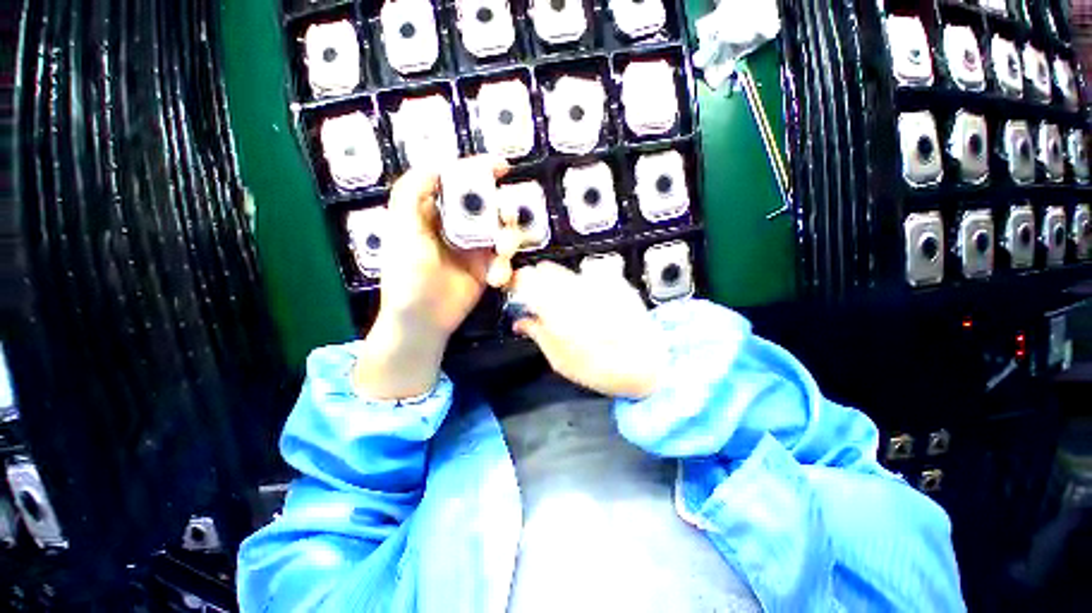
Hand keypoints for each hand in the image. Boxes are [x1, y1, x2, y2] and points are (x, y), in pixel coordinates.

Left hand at [378, 156, 514, 337]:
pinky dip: (505, 266)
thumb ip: (411, 195)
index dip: (479, 170)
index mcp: (434, 214)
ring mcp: (475, 249)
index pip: (458, 183)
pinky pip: (504, 259)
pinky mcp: (487, 268)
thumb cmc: (407, 277)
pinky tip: (497, 279)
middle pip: (487, 206)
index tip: (501, 166)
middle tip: (506, 218)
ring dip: (508, 239)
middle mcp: (457, 227)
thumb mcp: (402, 232)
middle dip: (501, 209)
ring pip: (501, 231)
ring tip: (502, 253)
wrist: (423, 320)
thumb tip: (434, 166)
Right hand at [510, 262, 668, 398]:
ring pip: (567, 272)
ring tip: (571, 306)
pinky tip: (594, 304)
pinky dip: (585, 286)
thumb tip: (519, 321)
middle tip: (542, 301)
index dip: (518, 283)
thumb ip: (537, 333)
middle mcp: (575, 288)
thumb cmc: (597, 369)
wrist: (647, 365)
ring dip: (562, 284)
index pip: (526, 278)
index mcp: (556, 308)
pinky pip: (591, 276)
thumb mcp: (559, 360)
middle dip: (539, 282)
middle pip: (546, 269)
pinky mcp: (616, 282)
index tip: (518, 292)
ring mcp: (598, 282)